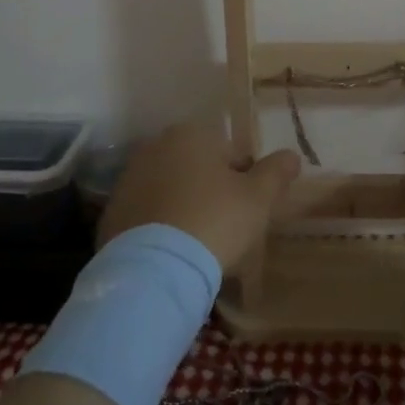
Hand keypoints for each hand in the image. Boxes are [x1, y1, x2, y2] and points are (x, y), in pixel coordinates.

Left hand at [97, 120, 300, 274]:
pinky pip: (148, 215)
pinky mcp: (113, 212)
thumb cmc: (214, 222)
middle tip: (226, 227)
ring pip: (171, 190)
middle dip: (212, 191)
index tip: (248, 210)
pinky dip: (161, 227)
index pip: (230, 152)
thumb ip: (276, 172)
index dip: (245, 180)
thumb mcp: (257, 198)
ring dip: (185, 207)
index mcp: (190, 134)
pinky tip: (173, 253)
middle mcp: (155, 147)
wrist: (154, 269)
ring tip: (199, 244)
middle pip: (197, 168)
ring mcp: (128, 179)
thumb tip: (292, 155)